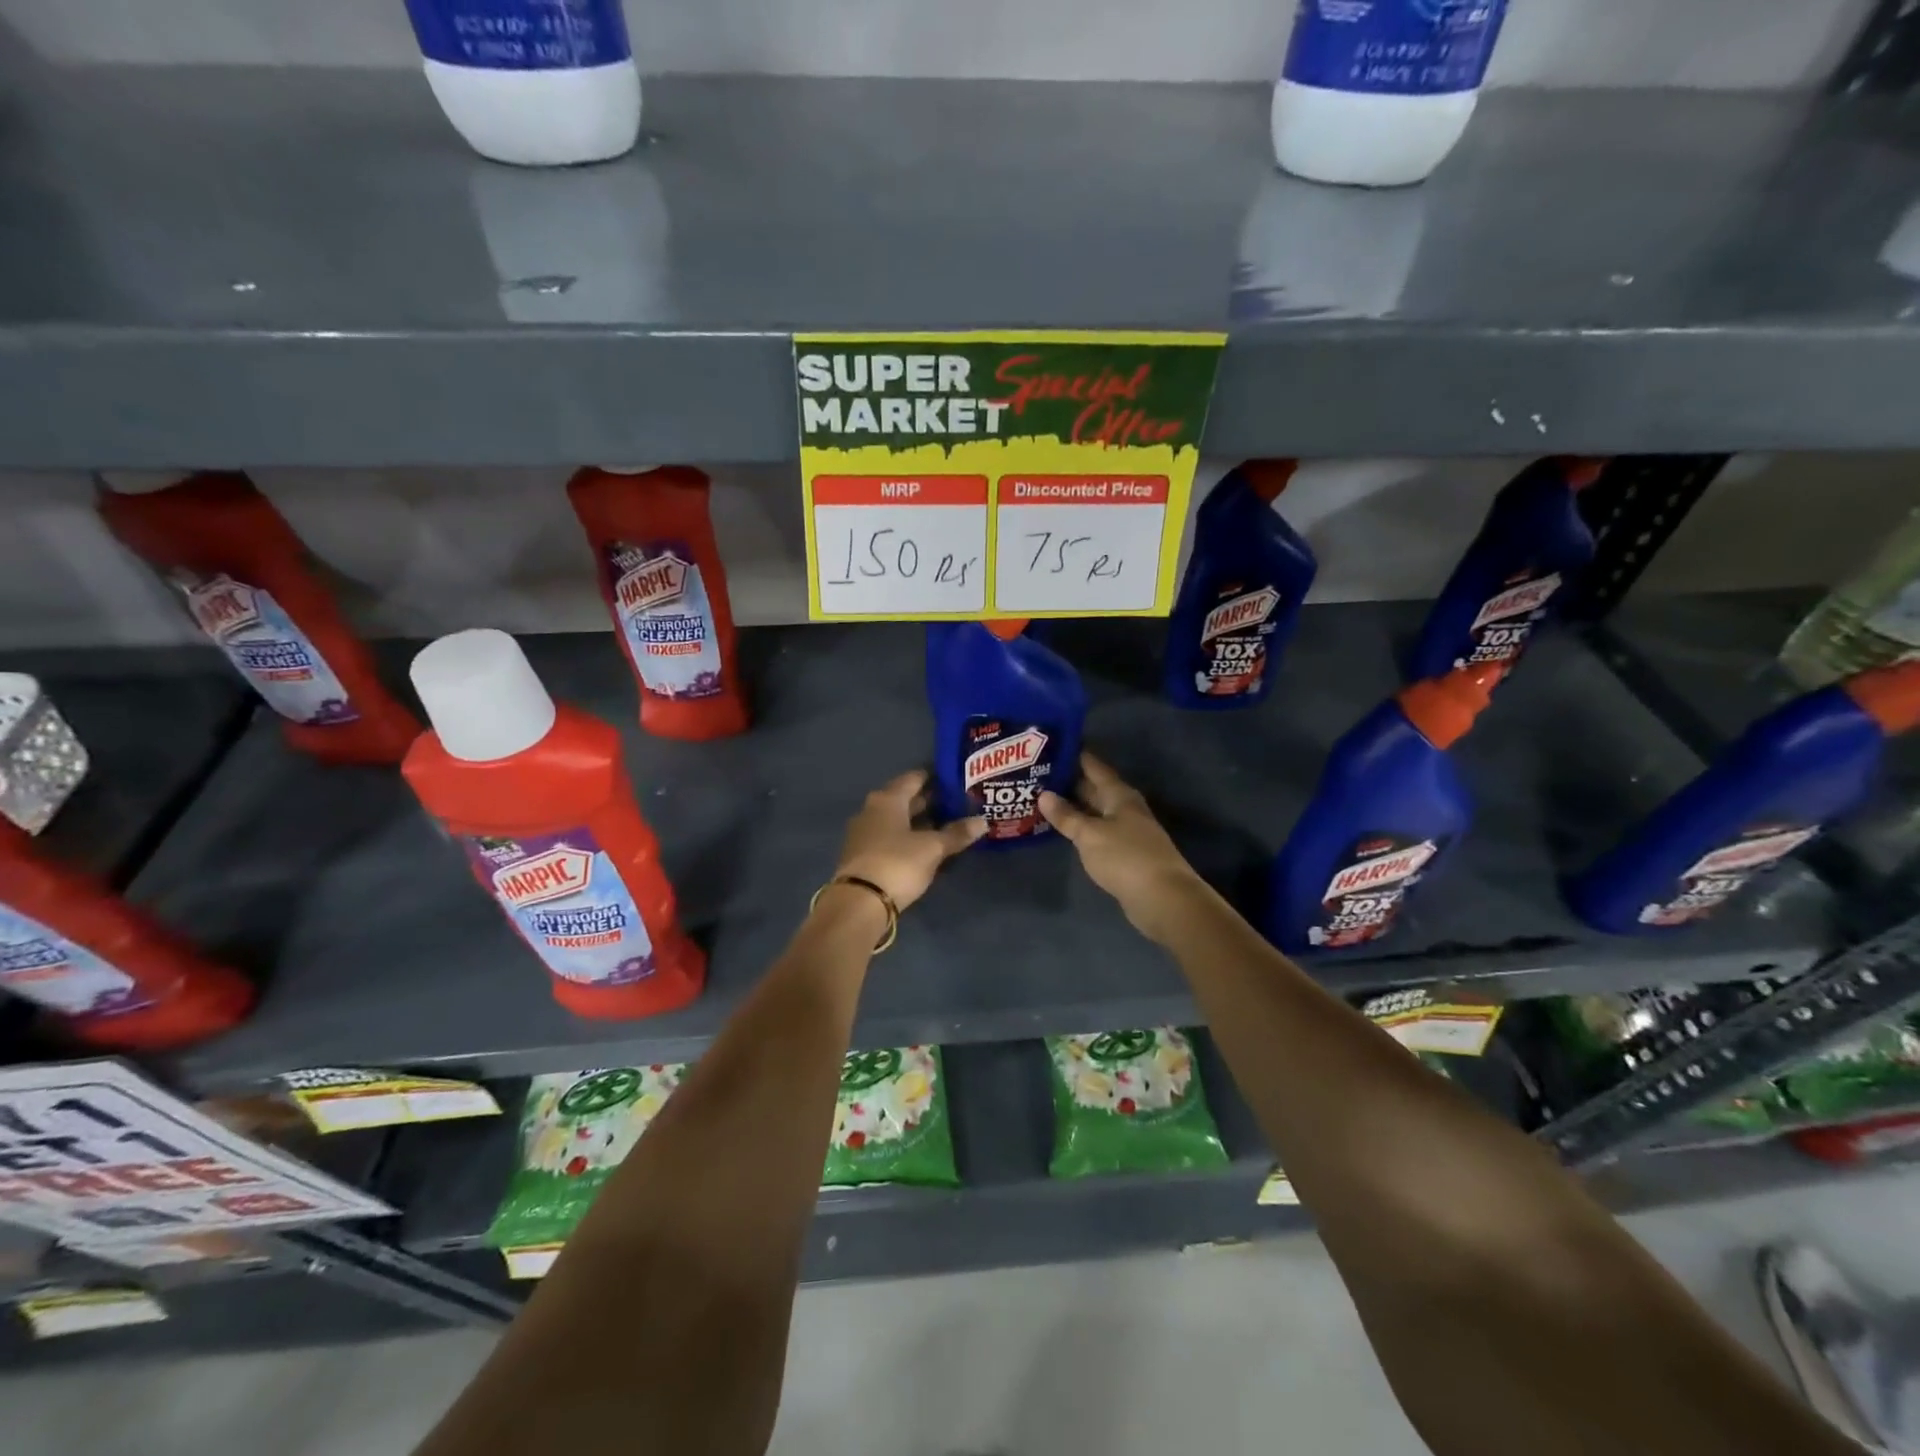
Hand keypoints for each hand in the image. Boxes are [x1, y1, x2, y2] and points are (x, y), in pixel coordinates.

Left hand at [832, 769, 985, 911]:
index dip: (934, 777)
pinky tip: (925, 847)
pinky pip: (890, 839)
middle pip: (904, 799)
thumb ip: (956, 833)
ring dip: (919, 822)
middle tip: (956, 803)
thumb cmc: (897, 863)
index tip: (955, 779)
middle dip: (929, 801)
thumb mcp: (933, 848)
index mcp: (888, 799)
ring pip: (897, 820)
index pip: (914, 778)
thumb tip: (982, 821)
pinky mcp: (862, 855)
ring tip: (946, 825)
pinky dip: (908, 839)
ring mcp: (864, 833)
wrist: (859, 902)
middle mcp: (872, 810)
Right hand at [1040, 754, 1204, 943]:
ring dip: (1072, 806)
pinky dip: (1080, 828)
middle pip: (1094, 788)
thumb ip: (1066, 816)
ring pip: (1094, 811)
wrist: (1162, 898)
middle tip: (1036, 774)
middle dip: (1068, 781)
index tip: (1051, 745)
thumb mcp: (1089, 834)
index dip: (1074, 755)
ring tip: (1041, 799)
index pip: (1094, 766)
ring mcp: (1126, 831)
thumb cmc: (1125, 857)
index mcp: (1119, 795)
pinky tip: (1062, 830)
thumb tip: (1044, 794)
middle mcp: (1124, 808)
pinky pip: (1097, 832)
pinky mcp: (1124, 853)